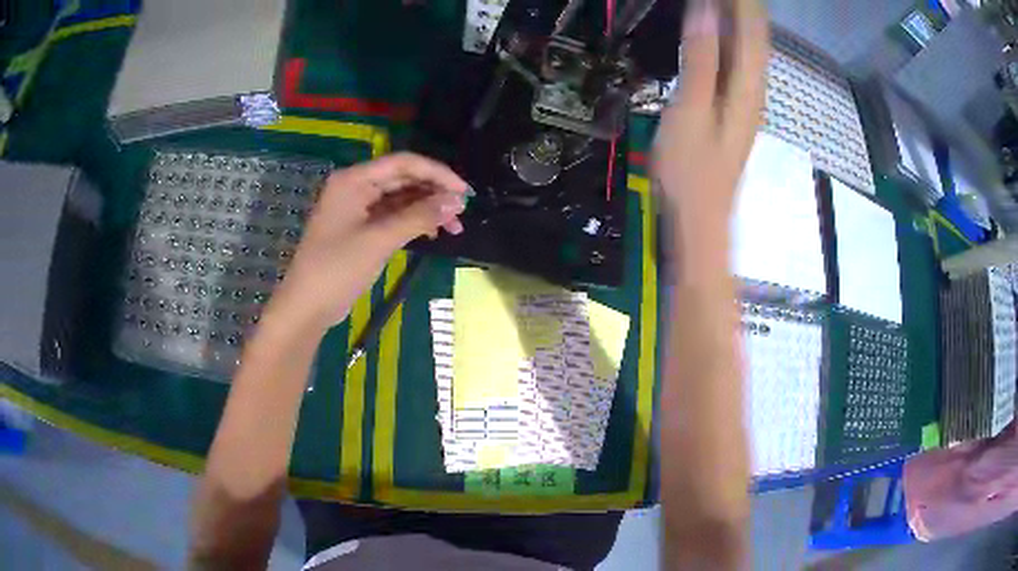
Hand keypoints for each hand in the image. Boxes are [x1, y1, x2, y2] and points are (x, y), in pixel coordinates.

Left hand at [266, 153, 467, 332]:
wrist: (307, 306)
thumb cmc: (337, 269)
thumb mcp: (380, 240)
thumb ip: (419, 217)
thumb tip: (457, 201)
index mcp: (355, 179)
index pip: (403, 163)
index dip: (437, 173)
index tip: (464, 192)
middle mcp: (356, 186)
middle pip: (403, 178)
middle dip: (434, 192)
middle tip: (463, 212)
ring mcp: (358, 207)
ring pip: (401, 198)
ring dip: (427, 208)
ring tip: (454, 226)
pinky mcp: (361, 227)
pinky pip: (393, 215)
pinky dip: (414, 221)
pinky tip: (433, 233)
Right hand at [652, 0, 768, 233]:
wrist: (702, 219)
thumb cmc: (692, 170)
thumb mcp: (691, 110)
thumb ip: (702, 59)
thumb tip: (705, 12)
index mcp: (747, 87)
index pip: (751, 31)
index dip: (742, 3)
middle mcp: (755, 90)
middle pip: (756, 39)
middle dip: (744, 9)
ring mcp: (747, 102)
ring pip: (750, 51)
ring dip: (740, 22)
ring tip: (726, 3)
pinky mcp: (736, 110)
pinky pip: (740, 64)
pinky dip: (733, 41)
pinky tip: (723, 34)